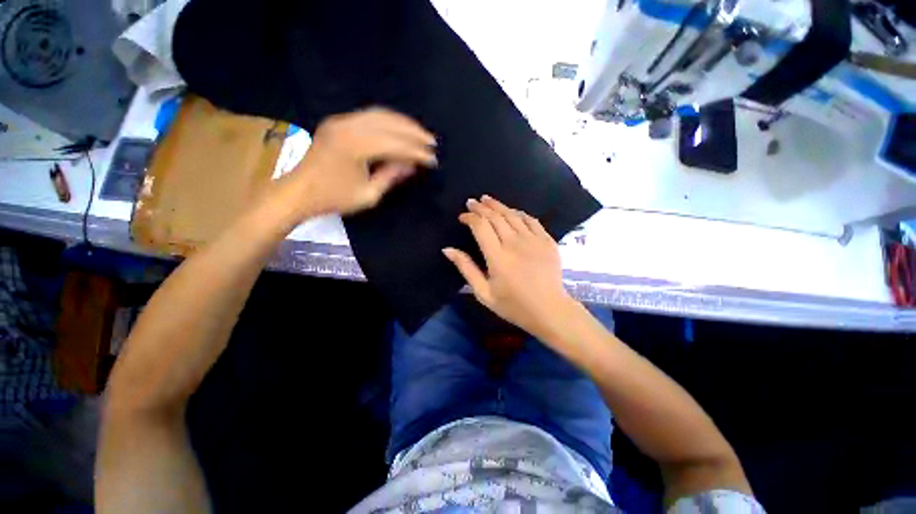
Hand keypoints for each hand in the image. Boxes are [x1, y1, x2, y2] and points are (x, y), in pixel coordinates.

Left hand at [288, 108, 436, 215]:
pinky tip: (399, 129)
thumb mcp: (368, 194)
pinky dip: (388, 121)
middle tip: (431, 142)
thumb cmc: (334, 198)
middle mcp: (348, 126)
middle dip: (413, 132)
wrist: (298, 192)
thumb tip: (412, 165)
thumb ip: (391, 176)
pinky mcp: (338, 123)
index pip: (394, 144)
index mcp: (355, 146)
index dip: (416, 152)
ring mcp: (341, 121)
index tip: (433, 159)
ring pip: (379, 114)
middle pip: (389, 122)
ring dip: (402, 123)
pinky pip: (368, 116)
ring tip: (420, 133)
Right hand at [443, 195, 577, 340]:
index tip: (462, 217)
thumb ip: (466, 268)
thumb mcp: (484, 293)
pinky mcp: (547, 241)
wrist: (549, 310)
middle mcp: (515, 244)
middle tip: (472, 202)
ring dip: (498, 206)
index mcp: (497, 257)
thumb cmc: (513, 305)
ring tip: (488, 200)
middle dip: (481, 207)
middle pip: (496, 217)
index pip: (481, 226)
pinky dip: (519, 213)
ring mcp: (533, 240)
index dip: (470, 217)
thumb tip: (448, 249)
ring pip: (513, 215)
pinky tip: (512, 211)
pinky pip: (531, 220)